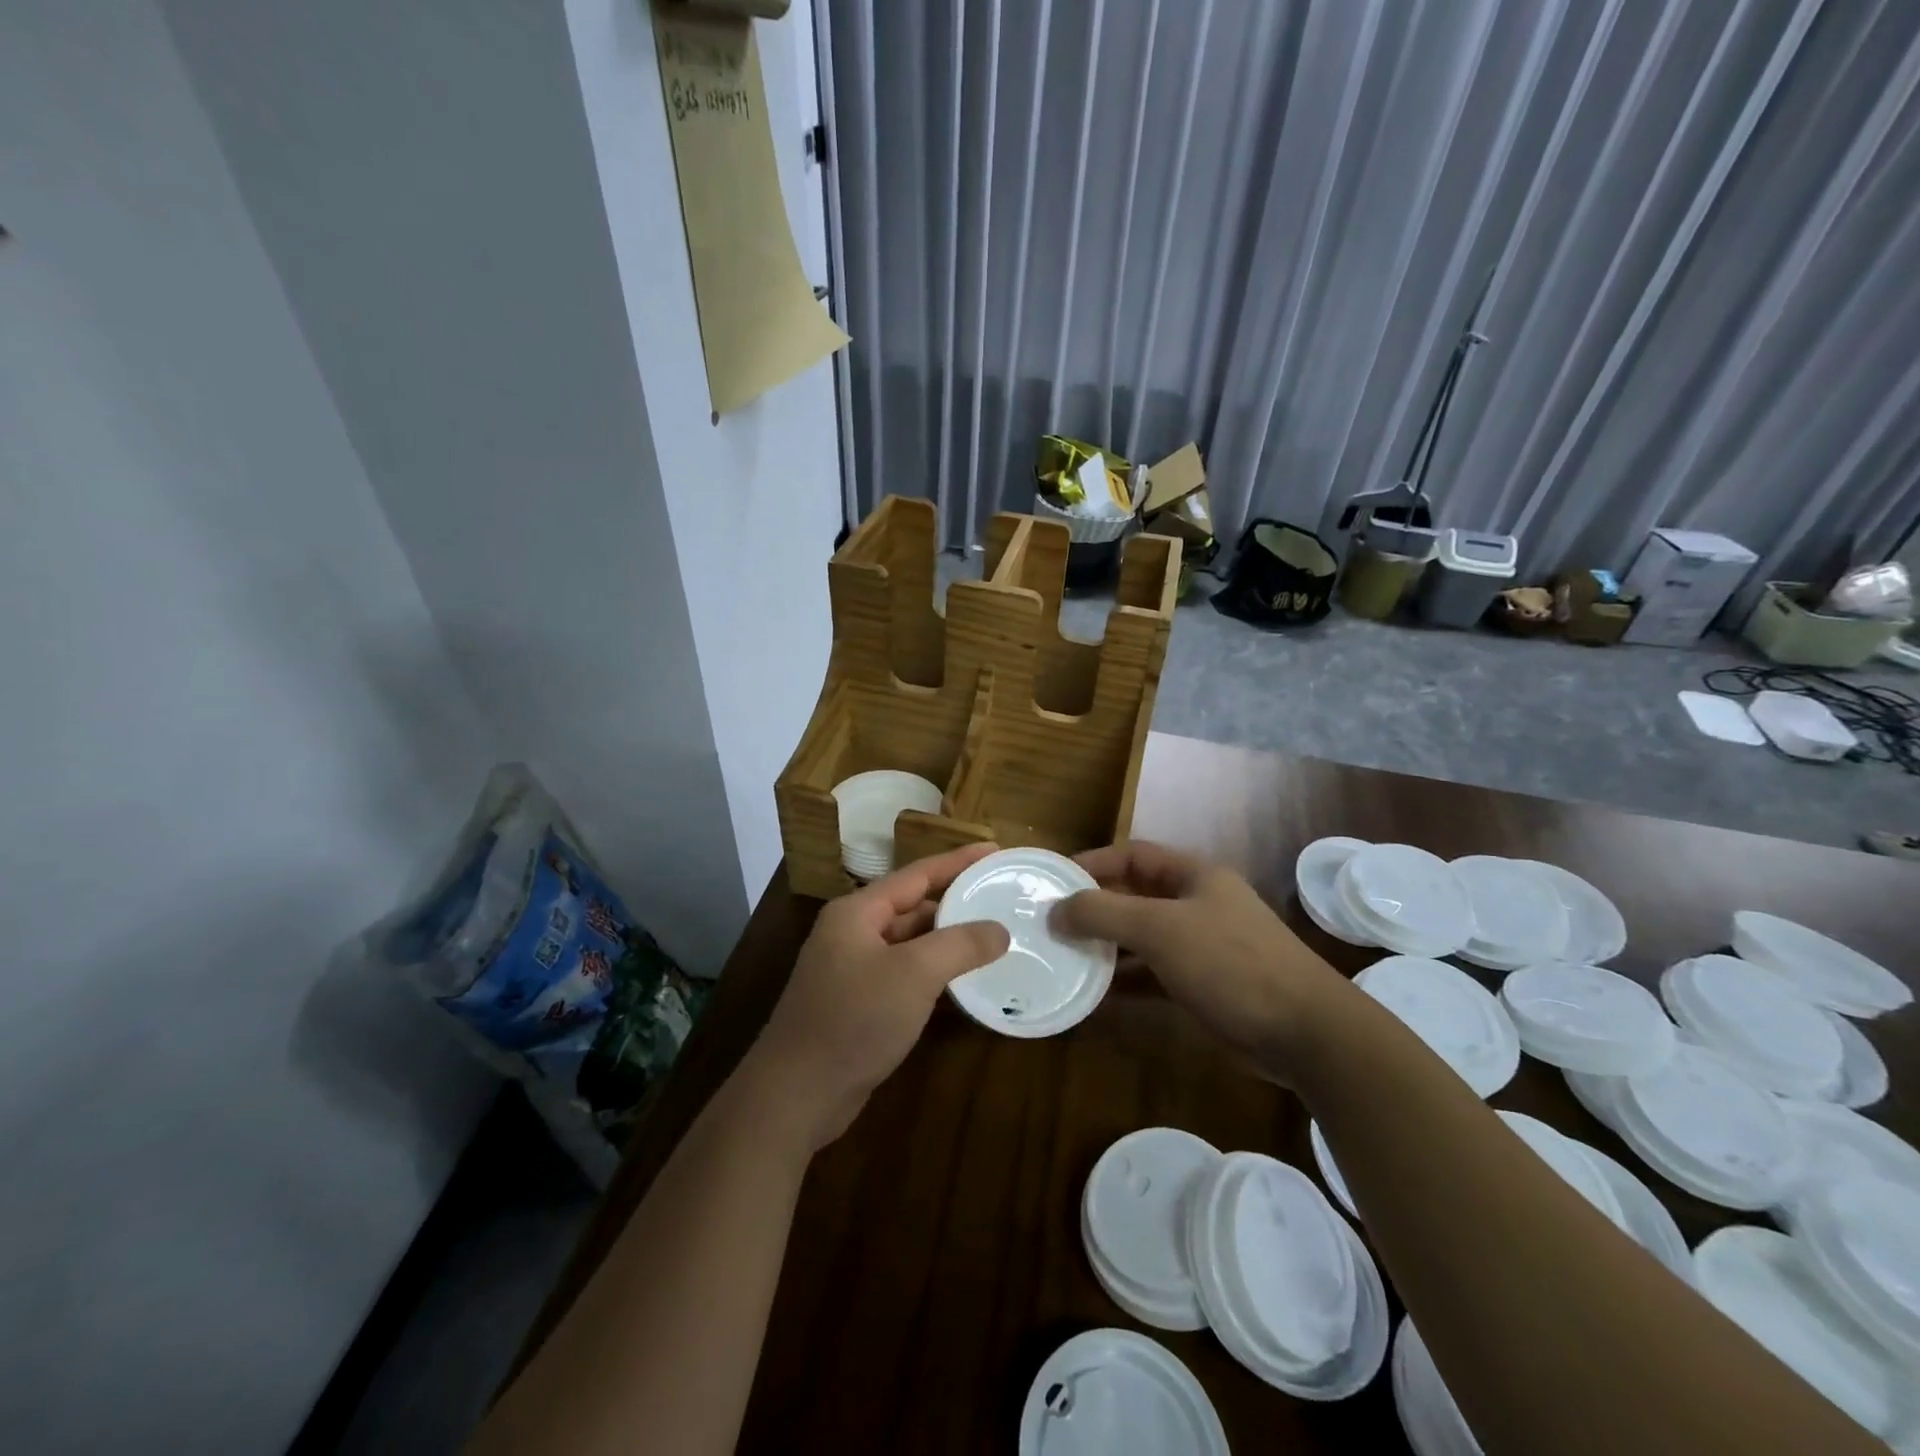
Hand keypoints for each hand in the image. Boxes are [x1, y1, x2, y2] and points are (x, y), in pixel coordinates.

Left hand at [737, 843, 1010, 1152]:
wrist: (797, 1094)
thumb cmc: (854, 1019)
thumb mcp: (914, 975)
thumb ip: (959, 945)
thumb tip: (999, 930)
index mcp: (858, 912)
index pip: (917, 874)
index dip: (958, 861)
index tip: (995, 849)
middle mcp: (853, 932)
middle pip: (913, 907)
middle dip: (956, 902)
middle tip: (1002, 897)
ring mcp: (853, 969)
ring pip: (910, 943)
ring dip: (948, 940)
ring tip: (994, 936)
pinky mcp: (859, 1003)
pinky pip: (905, 975)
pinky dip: (934, 973)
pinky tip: (964, 981)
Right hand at [1050, 841, 1347, 1081]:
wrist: (1304, 1032)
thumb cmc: (1230, 963)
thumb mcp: (1160, 929)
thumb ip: (1104, 914)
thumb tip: (1055, 910)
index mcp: (1193, 876)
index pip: (1132, 855)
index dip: (1093, 863)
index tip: (1054, 882)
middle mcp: (1195, 904)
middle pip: (1134, 895)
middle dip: (1094, 908)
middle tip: (1051, 923)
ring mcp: (1200, 946)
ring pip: (1140, 937)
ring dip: (1105, 946)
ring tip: (1063, 957)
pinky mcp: (1201, 985)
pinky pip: (1151, 974)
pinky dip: (1124, 980)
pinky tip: (1094, 995)